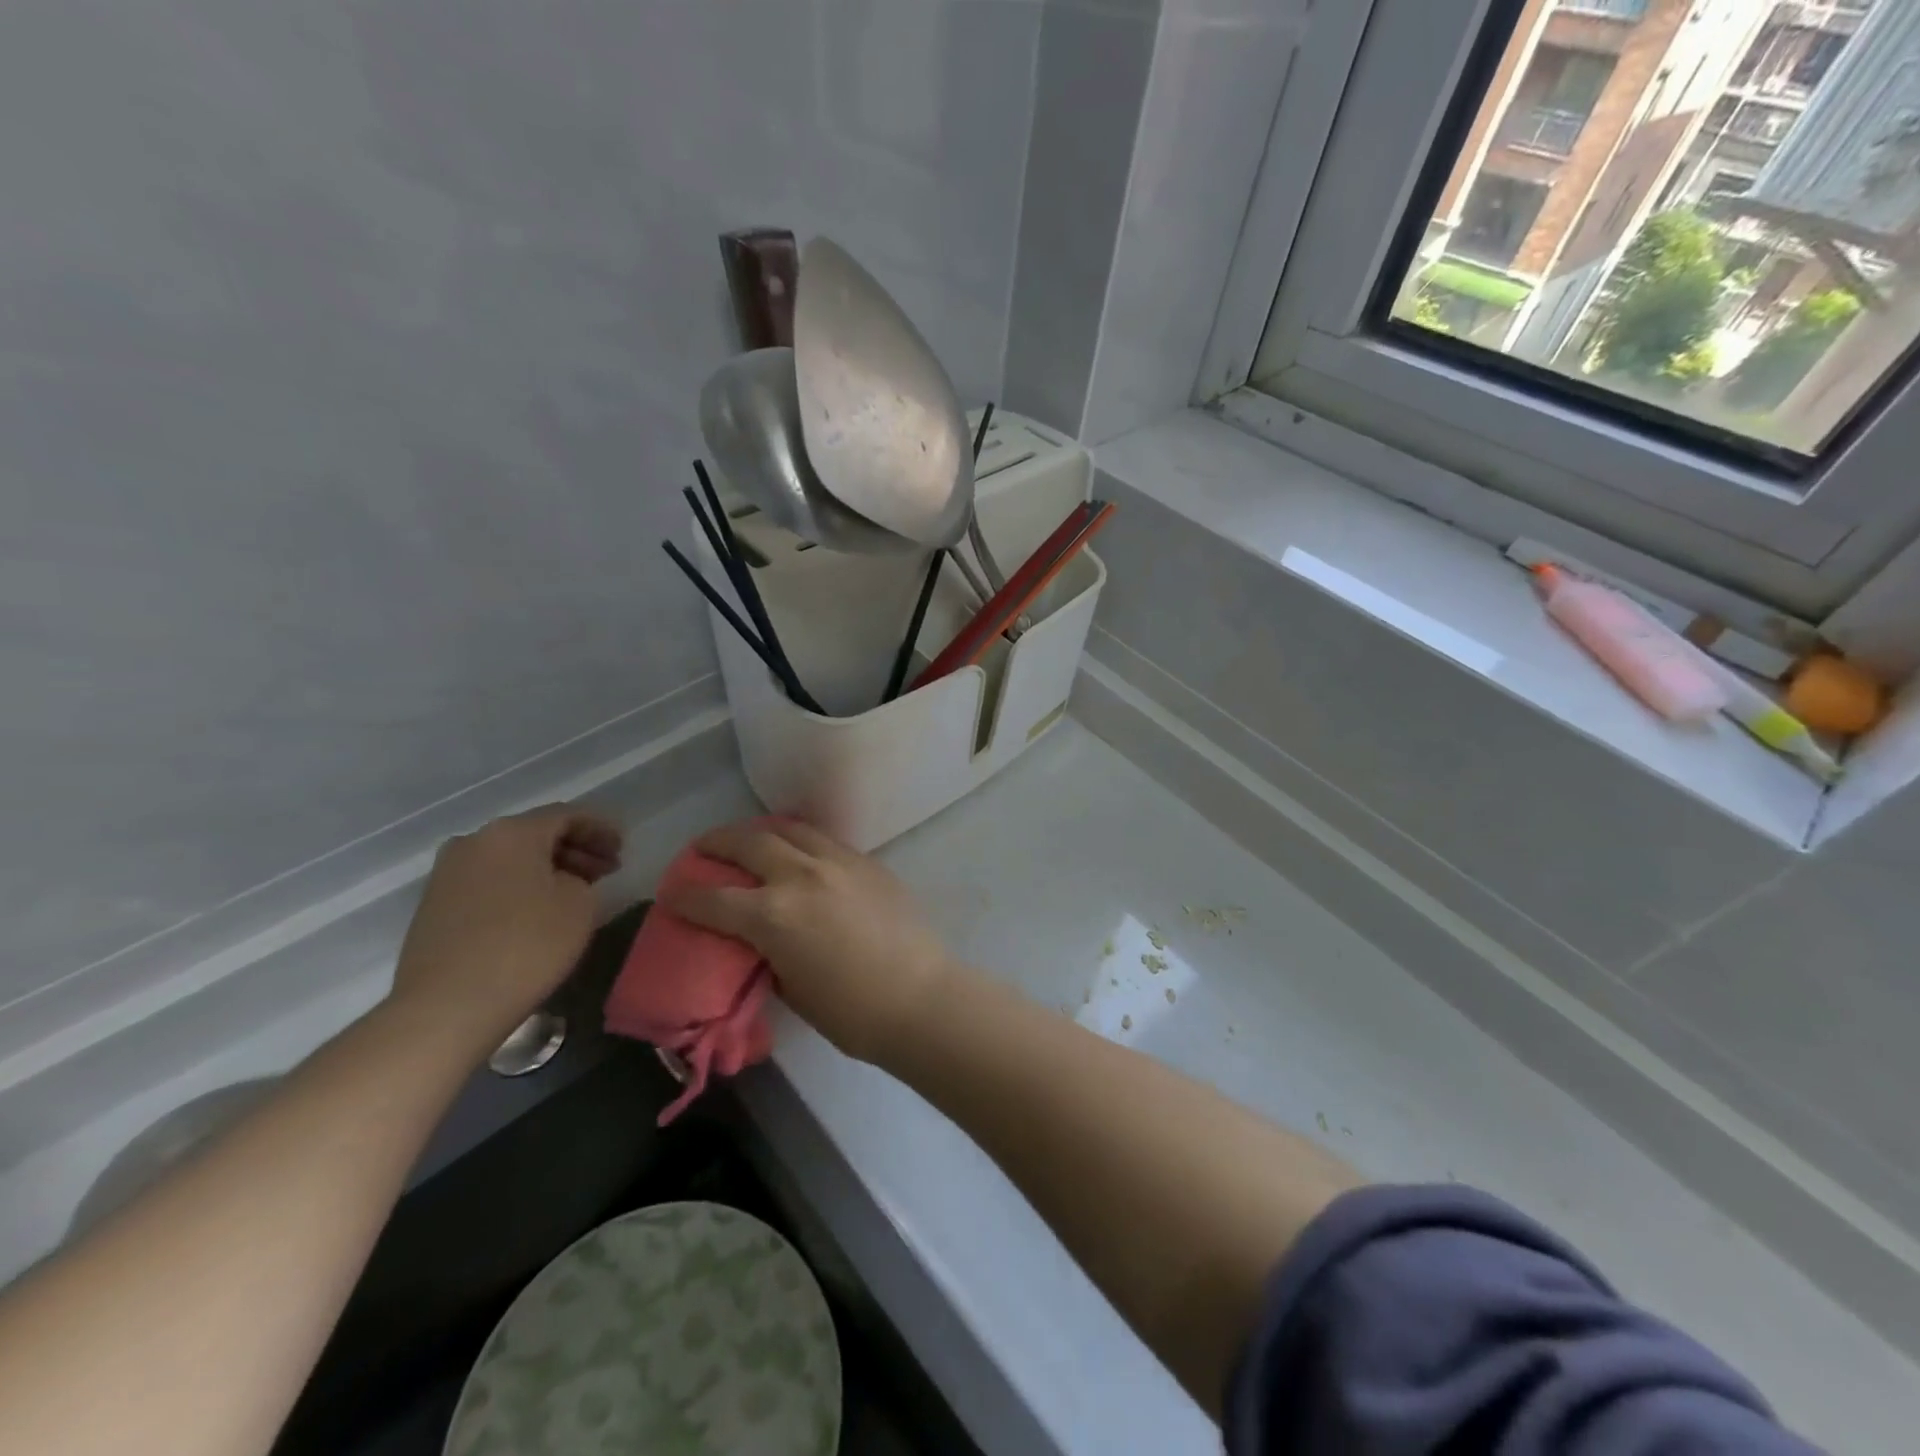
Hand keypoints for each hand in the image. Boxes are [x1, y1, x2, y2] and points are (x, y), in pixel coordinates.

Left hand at [386, 806, 622, 1055]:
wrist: (447, 1006)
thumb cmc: (526, 946)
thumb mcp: (580, 905)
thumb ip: (582, 878)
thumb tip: (566, 879)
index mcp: (512, 832)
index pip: (568, 815)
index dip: (601, 828)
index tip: (624, 847)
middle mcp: (474, 841)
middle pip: (536, 834)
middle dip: (575, 848)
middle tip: (606, 869)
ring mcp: (448, 873)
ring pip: (511, 858)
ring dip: (547, 868)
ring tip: (576, 891)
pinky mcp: (435, 905)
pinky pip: (490, 881)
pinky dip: (520, 886)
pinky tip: (539, 910)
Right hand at [661, 820, 956, 1063]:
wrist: (921, 997)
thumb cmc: (851, 1012)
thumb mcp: (791, 989)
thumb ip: (766, 954)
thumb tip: (759, 940)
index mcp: (772, 915)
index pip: (712, 899)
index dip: (683, 896)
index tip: (671, 893)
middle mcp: (800, 875)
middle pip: (747, 843)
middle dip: (716, 843)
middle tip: (702, 848)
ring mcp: (837, 862)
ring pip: (789, 829)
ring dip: (760, 831)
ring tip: (749, 839)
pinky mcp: (866, 861)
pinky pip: (823, 839)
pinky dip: (800, 839)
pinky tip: (797, 849)